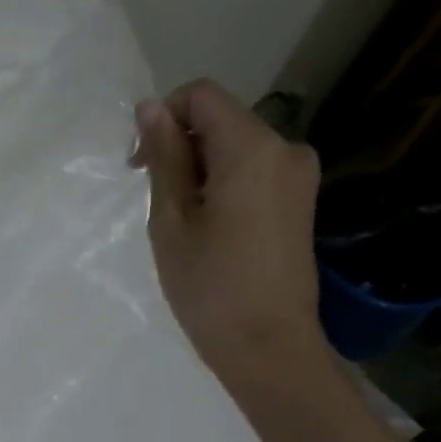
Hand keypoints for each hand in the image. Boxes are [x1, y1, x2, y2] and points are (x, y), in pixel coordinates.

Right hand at [131, 81, 327, 395]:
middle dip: (180, 146)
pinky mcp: (300, 200)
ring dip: (198, 169)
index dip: (163, 118)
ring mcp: (299, 175)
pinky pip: (253, 171)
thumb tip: (150, 108)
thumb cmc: (209, 286)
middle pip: (221, 119)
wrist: (267, 345)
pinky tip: (208, 229)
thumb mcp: (172, 220)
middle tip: (154, 201)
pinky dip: (222, 185)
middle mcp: (286, 148)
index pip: (201, 96)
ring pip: (235, 147)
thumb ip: (164, 158)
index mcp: (253, 148)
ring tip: (180, 223)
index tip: (140, 165)